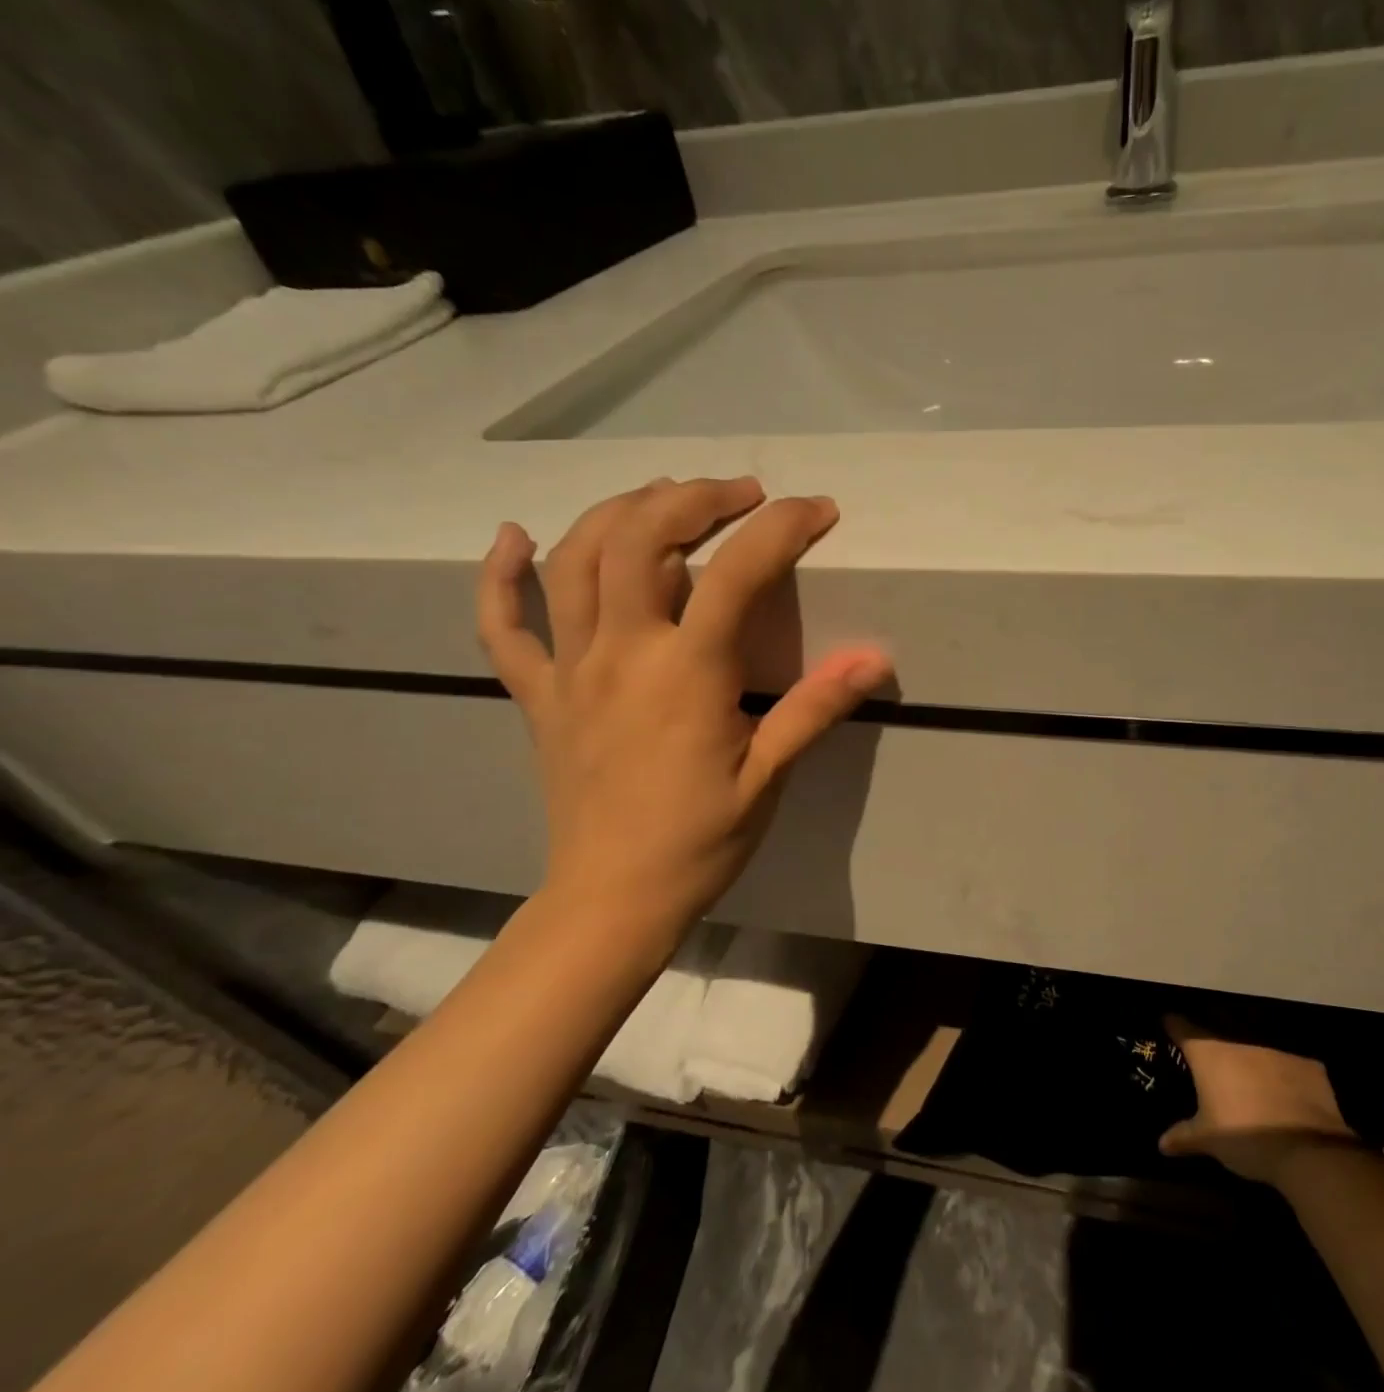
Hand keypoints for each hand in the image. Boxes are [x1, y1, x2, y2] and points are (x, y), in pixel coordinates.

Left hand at [476, 477, 891, 929]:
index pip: (736, 572)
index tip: (818, 510)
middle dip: (695, 497)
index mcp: (686, 673)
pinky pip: (503, 627)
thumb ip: (816, 707)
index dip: (782, 528)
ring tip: (663, 497)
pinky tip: (513, 537)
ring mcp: (569, 670)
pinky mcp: (539, 696)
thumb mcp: (769, 776)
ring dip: (619, 512)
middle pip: (642, 538)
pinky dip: (500, 576)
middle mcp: (621, 652)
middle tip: (740, 492)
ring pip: (575, 561)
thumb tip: (875, 657)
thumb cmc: (700, 841)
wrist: (614, 899)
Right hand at [1159, 1015, 1356, 1182]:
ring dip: (1250, 1067)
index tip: (1168, 1024)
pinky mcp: (1307, 1065)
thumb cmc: (1245, 1138)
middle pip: (1220, 1041)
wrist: (1309, 1152)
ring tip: (1250, 1088)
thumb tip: (1161, 1144)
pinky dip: (1284, 1078)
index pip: (1182, 1028)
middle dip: (1215, 1055)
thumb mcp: (1208, 1140)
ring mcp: (1276, 1050)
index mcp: (1209, 1054)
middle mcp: (1239, 1043)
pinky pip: (1288, 1067)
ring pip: (1255, 1053)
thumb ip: (1183, 1136)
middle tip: (1211, 1073)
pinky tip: (1286, 1098)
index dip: (1173, 1026)